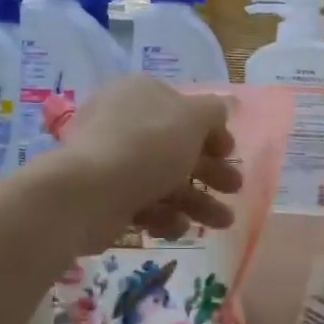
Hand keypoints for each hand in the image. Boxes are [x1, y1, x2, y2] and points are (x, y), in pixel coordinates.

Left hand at [55, 75, 240, 250]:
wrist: (89, 193)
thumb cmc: (147, 146)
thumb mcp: (192, 119)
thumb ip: (213, 111)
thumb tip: (224, 105)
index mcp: (141, 95)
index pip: (182, 109)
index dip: (211, 131)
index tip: (230, 152)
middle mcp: (124, 123)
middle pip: (176, 148)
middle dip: (210, 171)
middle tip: (234, 188)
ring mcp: (112, 161)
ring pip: (164, 180)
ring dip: (197, 201)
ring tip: (222, 222)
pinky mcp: (106, 197)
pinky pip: (143, 205)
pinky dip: (164, 217)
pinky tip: (178, 228)